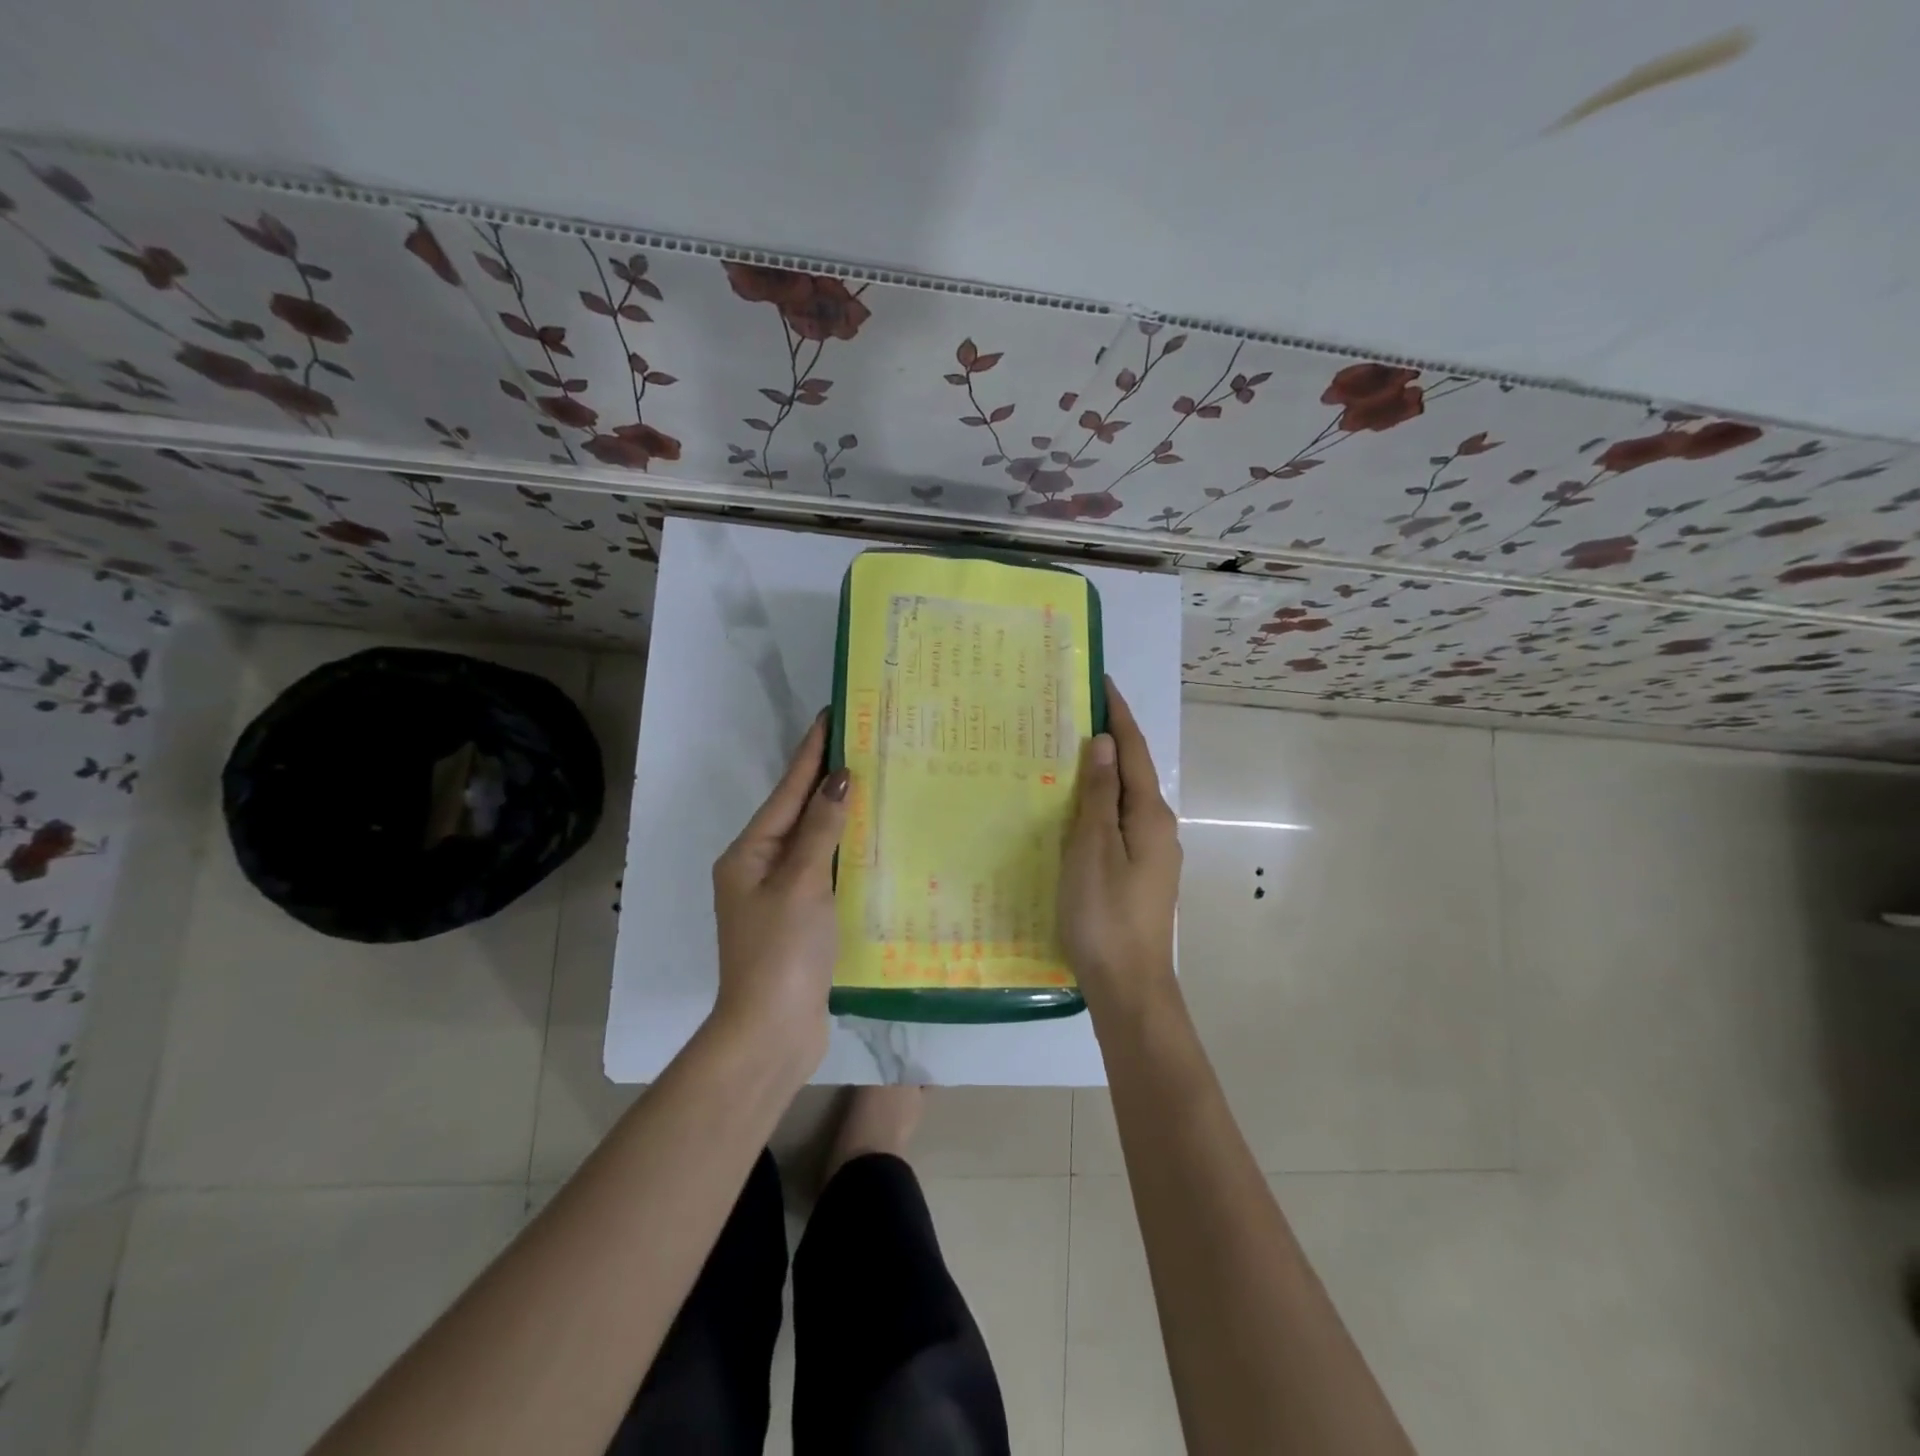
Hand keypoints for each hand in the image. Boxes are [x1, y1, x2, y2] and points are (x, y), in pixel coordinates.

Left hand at [710, 712, 849, 1072]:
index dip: (811, 752)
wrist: (771, 1033)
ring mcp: (779, 895)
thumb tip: (839, 777)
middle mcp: (759, 868)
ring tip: (874, 780)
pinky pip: (824, 870)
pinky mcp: (800, 918)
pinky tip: (871, 839)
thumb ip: (821, 829)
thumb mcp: (801, 883)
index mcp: (749, 853)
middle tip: (864, 742)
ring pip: (814, 841)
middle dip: (827, 778)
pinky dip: (845, 851)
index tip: (832, 715)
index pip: (788, 790)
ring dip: (839, 813)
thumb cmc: (781, 953)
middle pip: (798, 812)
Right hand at [1059, 678, 1181, 1013]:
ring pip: (1124, 800)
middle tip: (1072, 715)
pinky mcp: (1140, 873)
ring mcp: (1152, 853)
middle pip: (1132, 772)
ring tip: (1067, 756)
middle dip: (1107, 741)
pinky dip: (1099, 805)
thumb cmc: (1105, 915)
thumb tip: (1104, 743)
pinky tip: (1075, 810)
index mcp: (1150, 816)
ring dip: (1102, 774)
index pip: (1133, 751)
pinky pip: (1118, 824)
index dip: (1118, 715)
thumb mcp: (1093, 850)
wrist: (1129, 986)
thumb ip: (1099, 796)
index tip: (1101, 682)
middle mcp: (1158, 828)